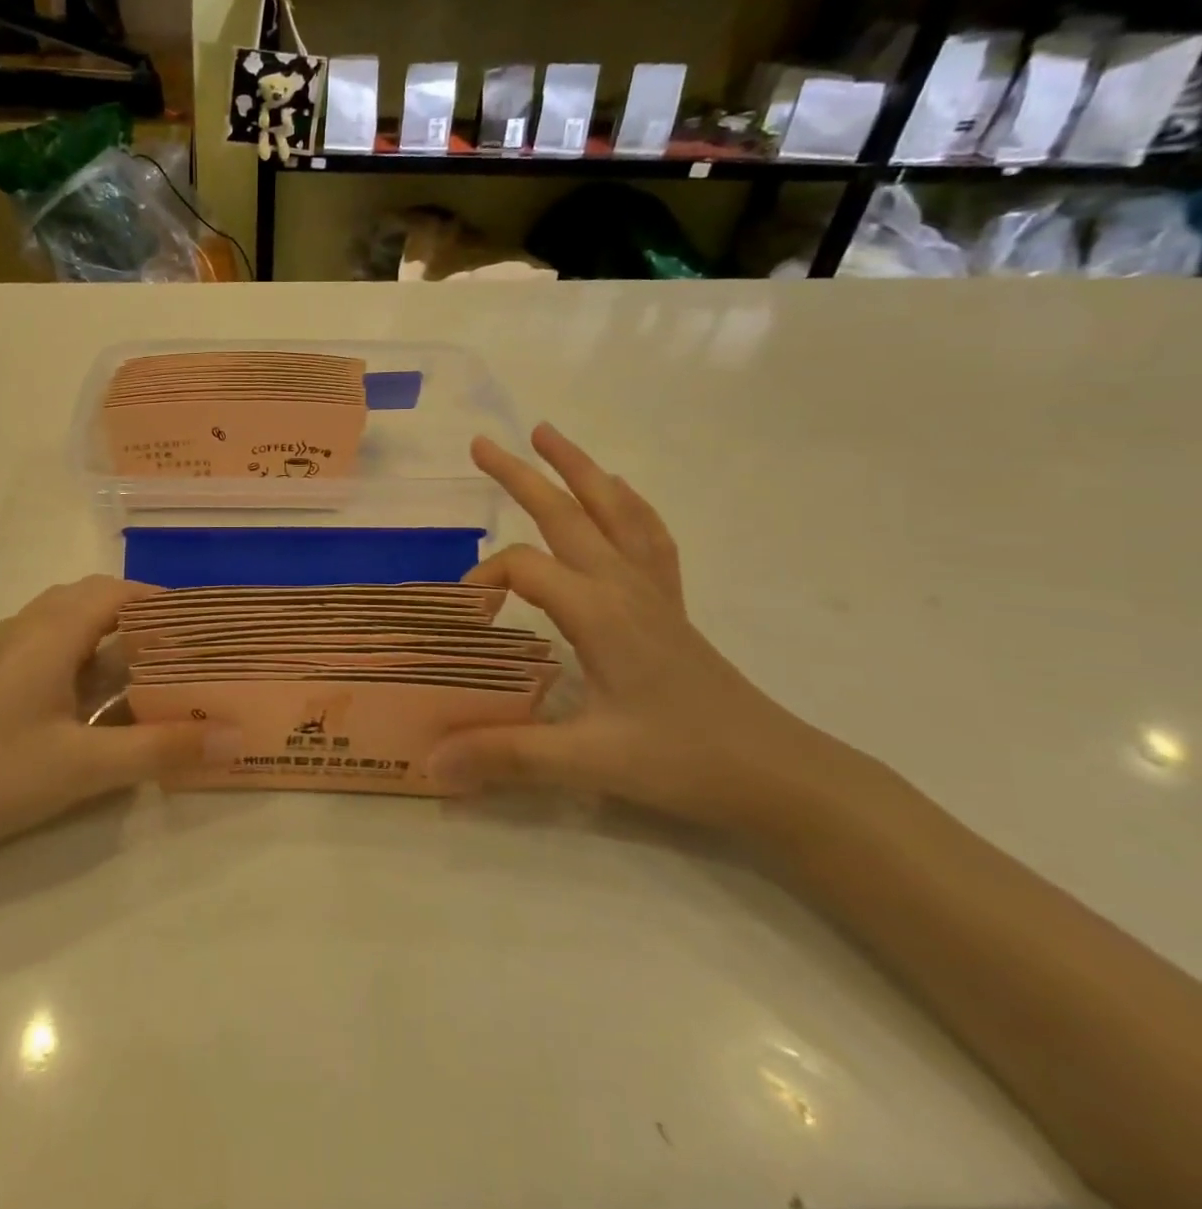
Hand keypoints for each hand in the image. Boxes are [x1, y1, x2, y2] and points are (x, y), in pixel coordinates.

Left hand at [0, 578, 215, 878]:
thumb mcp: (82, 767)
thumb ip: (159, 749)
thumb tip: (233, 734)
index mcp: (50, 632)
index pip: (118, 591)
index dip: (163, 602)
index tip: (204, 628)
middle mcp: (26, 629)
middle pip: (94, 603)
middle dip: (142, 622)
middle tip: (184, 654)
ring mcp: (2, 656)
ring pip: (70, 630)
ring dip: (111, 645)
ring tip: (153, 678)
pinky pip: (49, 656)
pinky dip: (84, 667)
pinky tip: (99, 710)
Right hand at [429, 425, 845, 837]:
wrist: (775, 773)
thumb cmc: (682, 761)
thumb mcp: (588, 761)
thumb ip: (506, 755)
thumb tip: (432, 762)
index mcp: (598, 610)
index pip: (524, 568)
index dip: (484, 579)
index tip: (463, 613)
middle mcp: (623, 585)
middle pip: (567, 513)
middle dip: (522, 475)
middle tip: (482, 443)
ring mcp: (652, 591)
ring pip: (613, 510)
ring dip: (579, 469)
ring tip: (548, 435)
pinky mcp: (670, 605)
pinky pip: (647, 536)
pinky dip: (627, 504)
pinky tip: (618, 494)